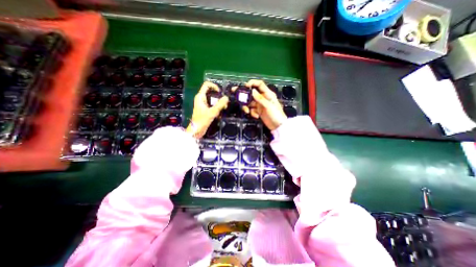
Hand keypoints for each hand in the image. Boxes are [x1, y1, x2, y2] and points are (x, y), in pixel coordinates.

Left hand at [186, 81, 228, 139]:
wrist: (196, 130)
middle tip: (225, 102)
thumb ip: (220, 104)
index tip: (220, 92)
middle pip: (211, 92)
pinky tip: (221, 112)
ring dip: (219, 103)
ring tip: (224, 108)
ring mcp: (203, 104)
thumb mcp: (212, 112)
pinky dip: (217, 107)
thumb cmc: (202, 120)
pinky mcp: (206, 109)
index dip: (214, 86)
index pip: (207, 85)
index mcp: (200, 96)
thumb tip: (226, 97)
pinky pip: (213, 105)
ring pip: (213, 99)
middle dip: (219, 96)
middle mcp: (201, 98)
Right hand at [242, 78, 285, 130]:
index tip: (245, 86)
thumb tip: (252, 90)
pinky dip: (252, 113)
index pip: (259, 84)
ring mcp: (260, 104)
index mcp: (267, 94)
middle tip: (233, 91)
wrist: (278, 126)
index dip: (252, 83)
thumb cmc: (276, 114)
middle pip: (251, 93)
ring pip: (249, 102)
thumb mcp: (268, 106)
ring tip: (247, 111)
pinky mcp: (258, 111)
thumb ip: (260, 98)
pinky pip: (251, 109)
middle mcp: (263, 97)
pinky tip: (256, 116)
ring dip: (246, 106)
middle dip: (244, 93)